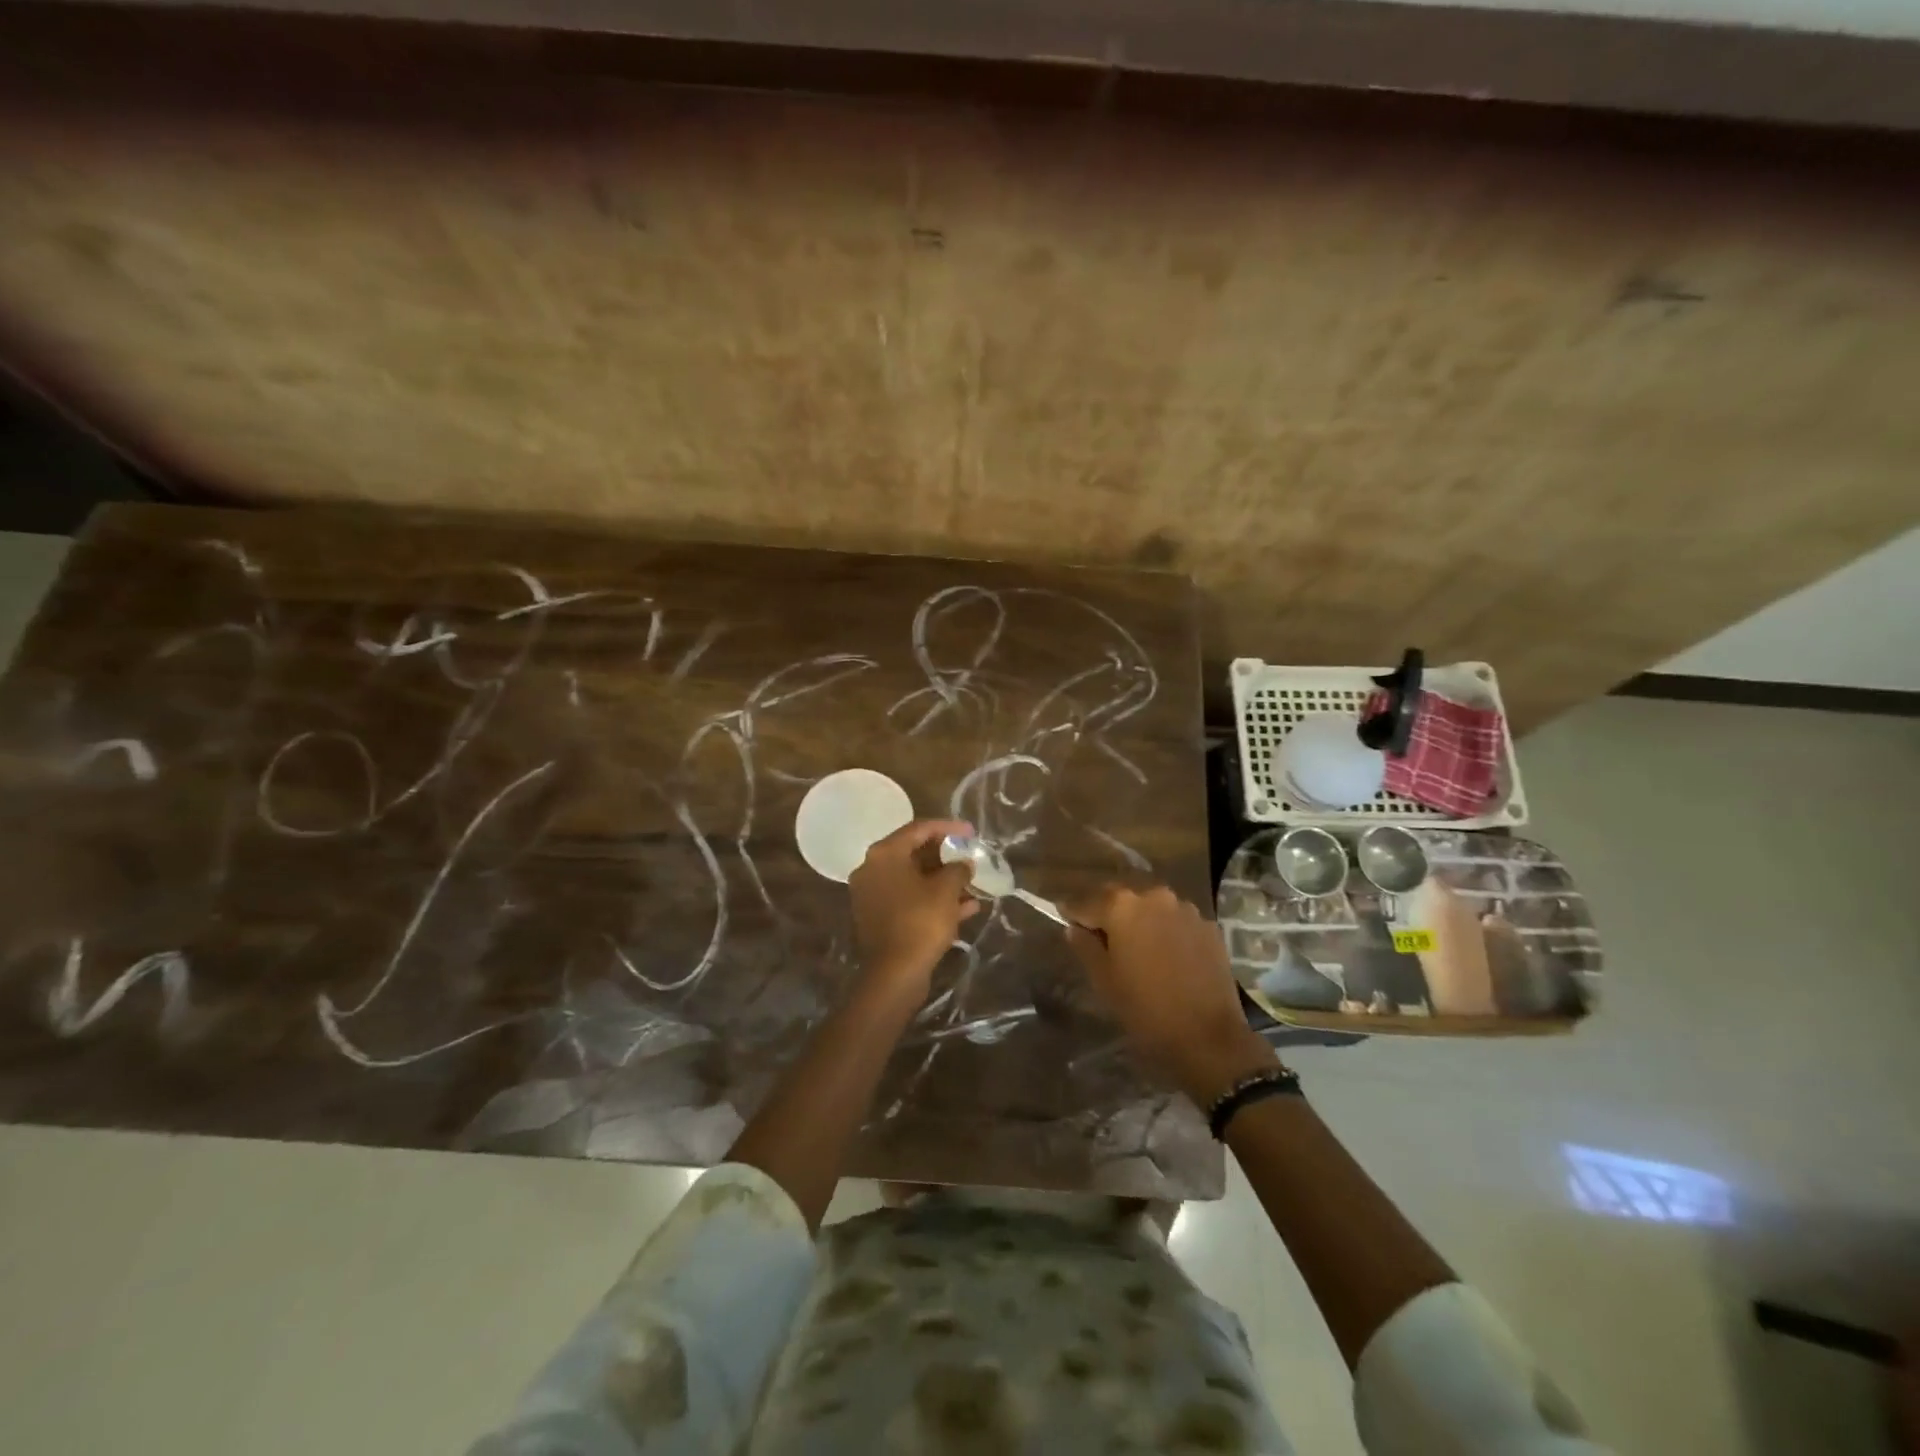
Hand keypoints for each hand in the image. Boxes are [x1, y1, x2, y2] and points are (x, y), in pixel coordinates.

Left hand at [848, 818, 980, 995]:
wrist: (894, 974)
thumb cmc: (920, 922)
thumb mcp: (946, 890)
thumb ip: (958, 869)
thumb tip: (964, 863)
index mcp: (884, 854)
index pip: (919, 829)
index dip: (948, 828)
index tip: (971, 832)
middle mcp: (872, 869)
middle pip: (913, 853)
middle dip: (946, 856)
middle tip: (970, 857)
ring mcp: (872, 895)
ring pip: (913, 879)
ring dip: (942, 880)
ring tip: (972, 884)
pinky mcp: (878, 918)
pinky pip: (909, 899)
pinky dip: (932, 899)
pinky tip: (965, 908)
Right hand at [1066, 884, 1277, 1105]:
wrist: (1209, 1037)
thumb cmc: (1146, 1009)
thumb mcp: (1104, 980)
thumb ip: (1085, 946)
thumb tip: (1075, 929)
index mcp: (1121, 906)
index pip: (1085, 902)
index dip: (1072, 913)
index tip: (1064, 919)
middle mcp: (1154, 896)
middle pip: (1120, 898)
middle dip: (1107, 912)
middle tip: (1099, 935)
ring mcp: (1185, 909)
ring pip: (1151, 907)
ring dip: (1139, 920)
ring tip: (1135, 946)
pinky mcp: (1208, 926)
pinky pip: (1176, 921)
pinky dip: (1166, 931)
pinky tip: (1166, 955)